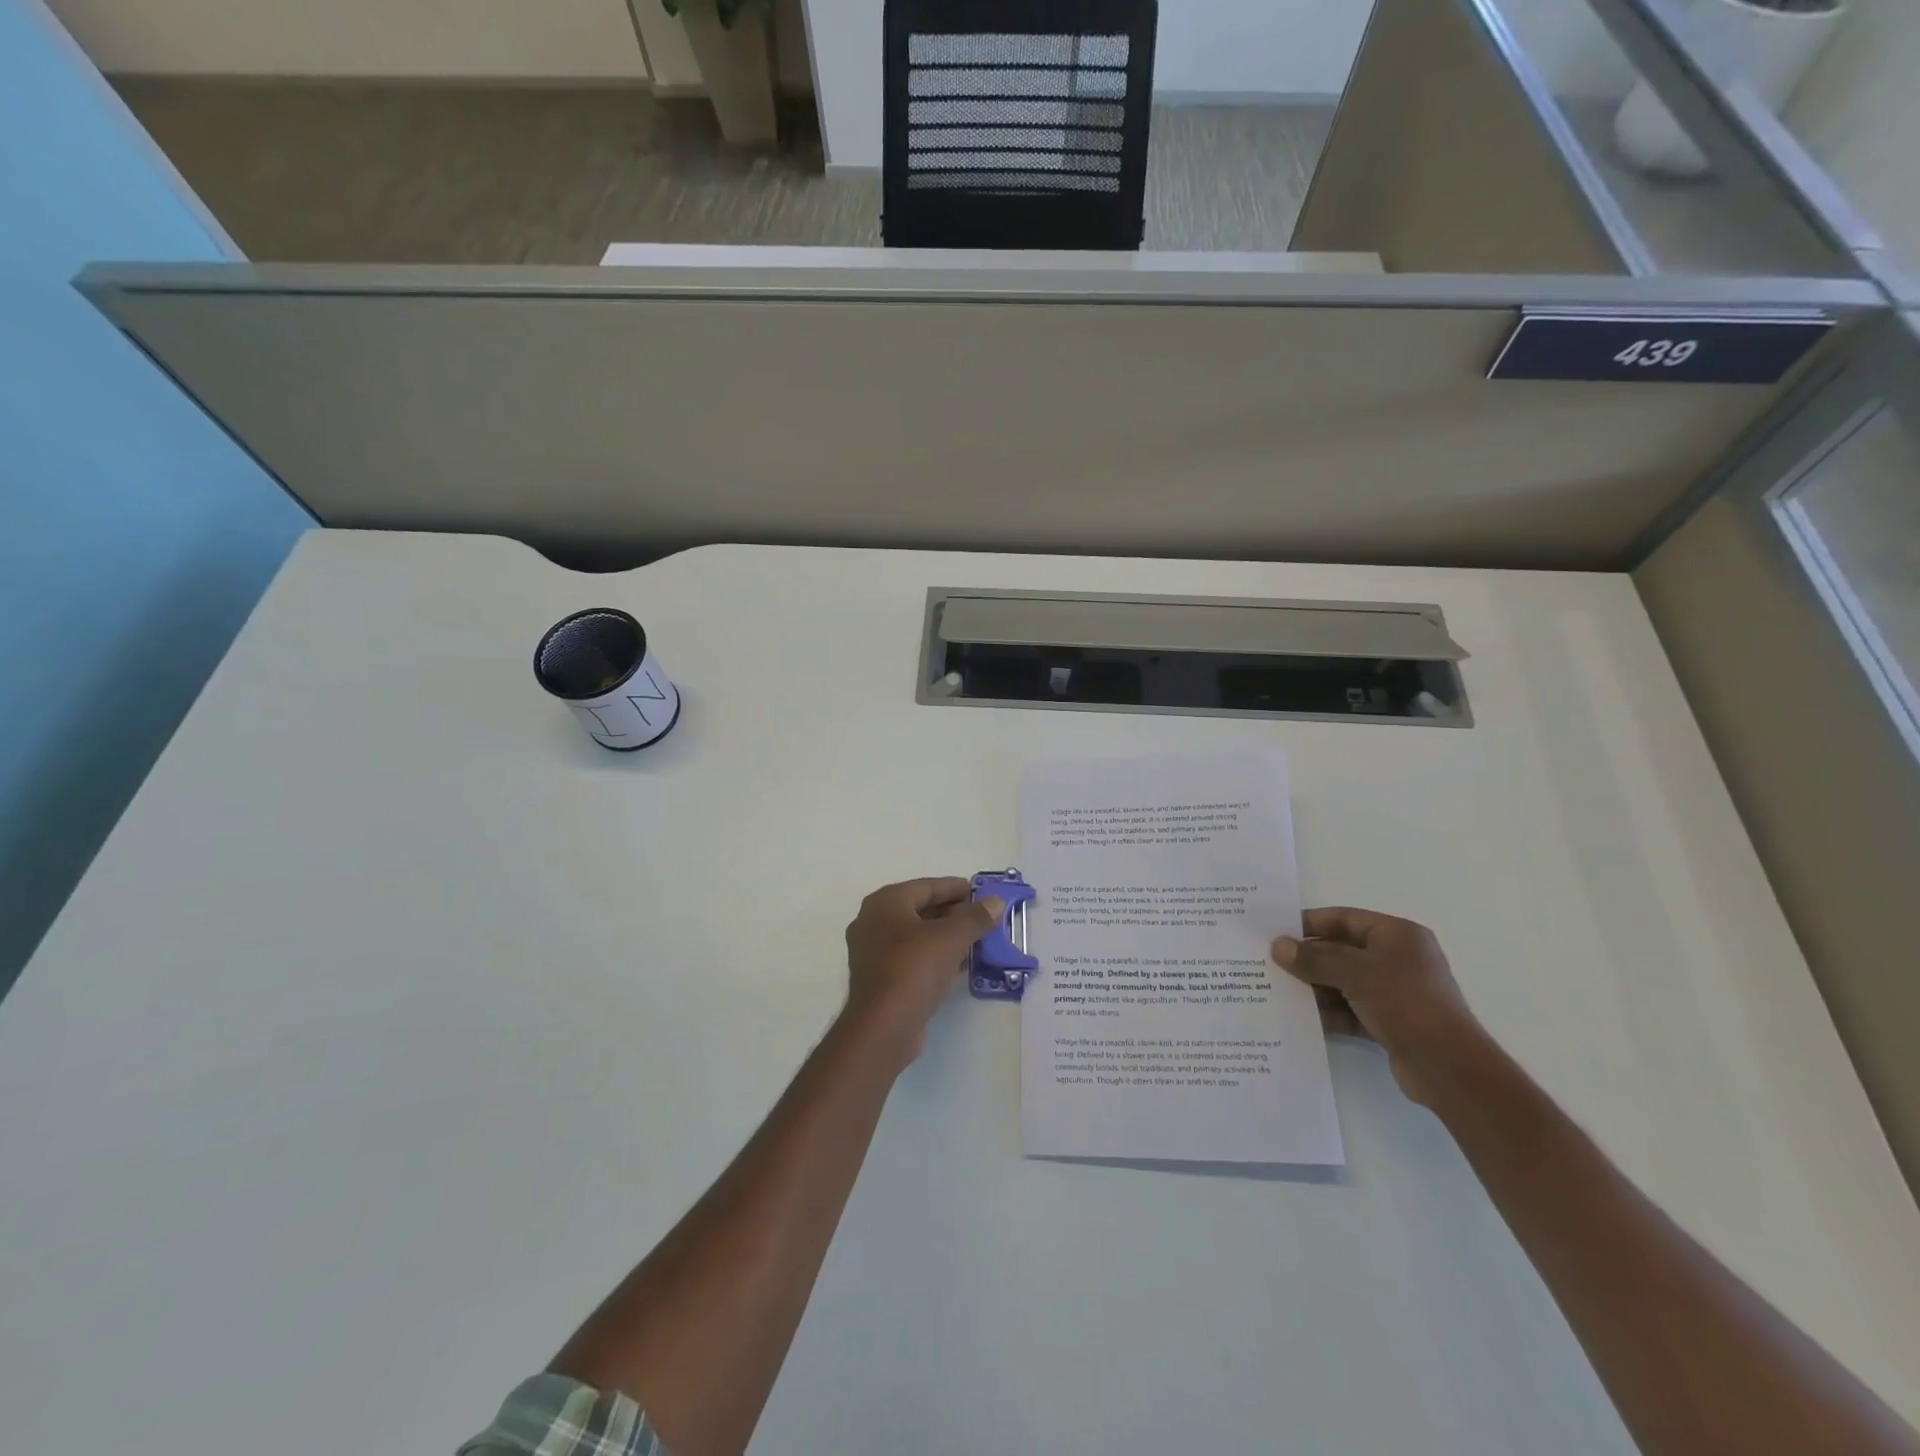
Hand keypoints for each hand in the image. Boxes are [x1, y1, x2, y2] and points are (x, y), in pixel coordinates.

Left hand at [843, 878, 1004, 1064]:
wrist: (883, 1028)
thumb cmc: (913, 970)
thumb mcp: (950, 938)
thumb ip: (974, 917)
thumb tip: (995, 902)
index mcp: (885, 903)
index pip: (927, 886)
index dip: (956, 888)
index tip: (982, 892)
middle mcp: (874, 922)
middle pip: (921, 909)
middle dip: (954, 913)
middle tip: (984, 917)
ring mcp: (875, 952)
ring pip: (918, 935)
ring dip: (947, 936)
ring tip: (979, 939)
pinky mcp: (882, 978)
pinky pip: (914, 957)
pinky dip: (937, 955)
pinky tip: (961, 963)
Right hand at [1271, 907, 1481, 1106]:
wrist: (1448, 1068)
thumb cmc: (1405, 1003)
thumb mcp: (1355, 973)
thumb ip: (1314, 958)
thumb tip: (1278, 946)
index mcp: (1397, 936)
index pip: (1344, 919)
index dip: (1309, 924)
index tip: (1275, 932)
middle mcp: (1398, 959)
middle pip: (1341, 951)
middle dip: (1307, 959)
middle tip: (1269, 964)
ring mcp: (1395, 993)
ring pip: (1343, 982)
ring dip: (1314, 988)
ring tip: (1277, 991)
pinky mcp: (1390, 1023)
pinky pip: (1350, 1010)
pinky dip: (1328, 1012)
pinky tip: (1300, 1018)